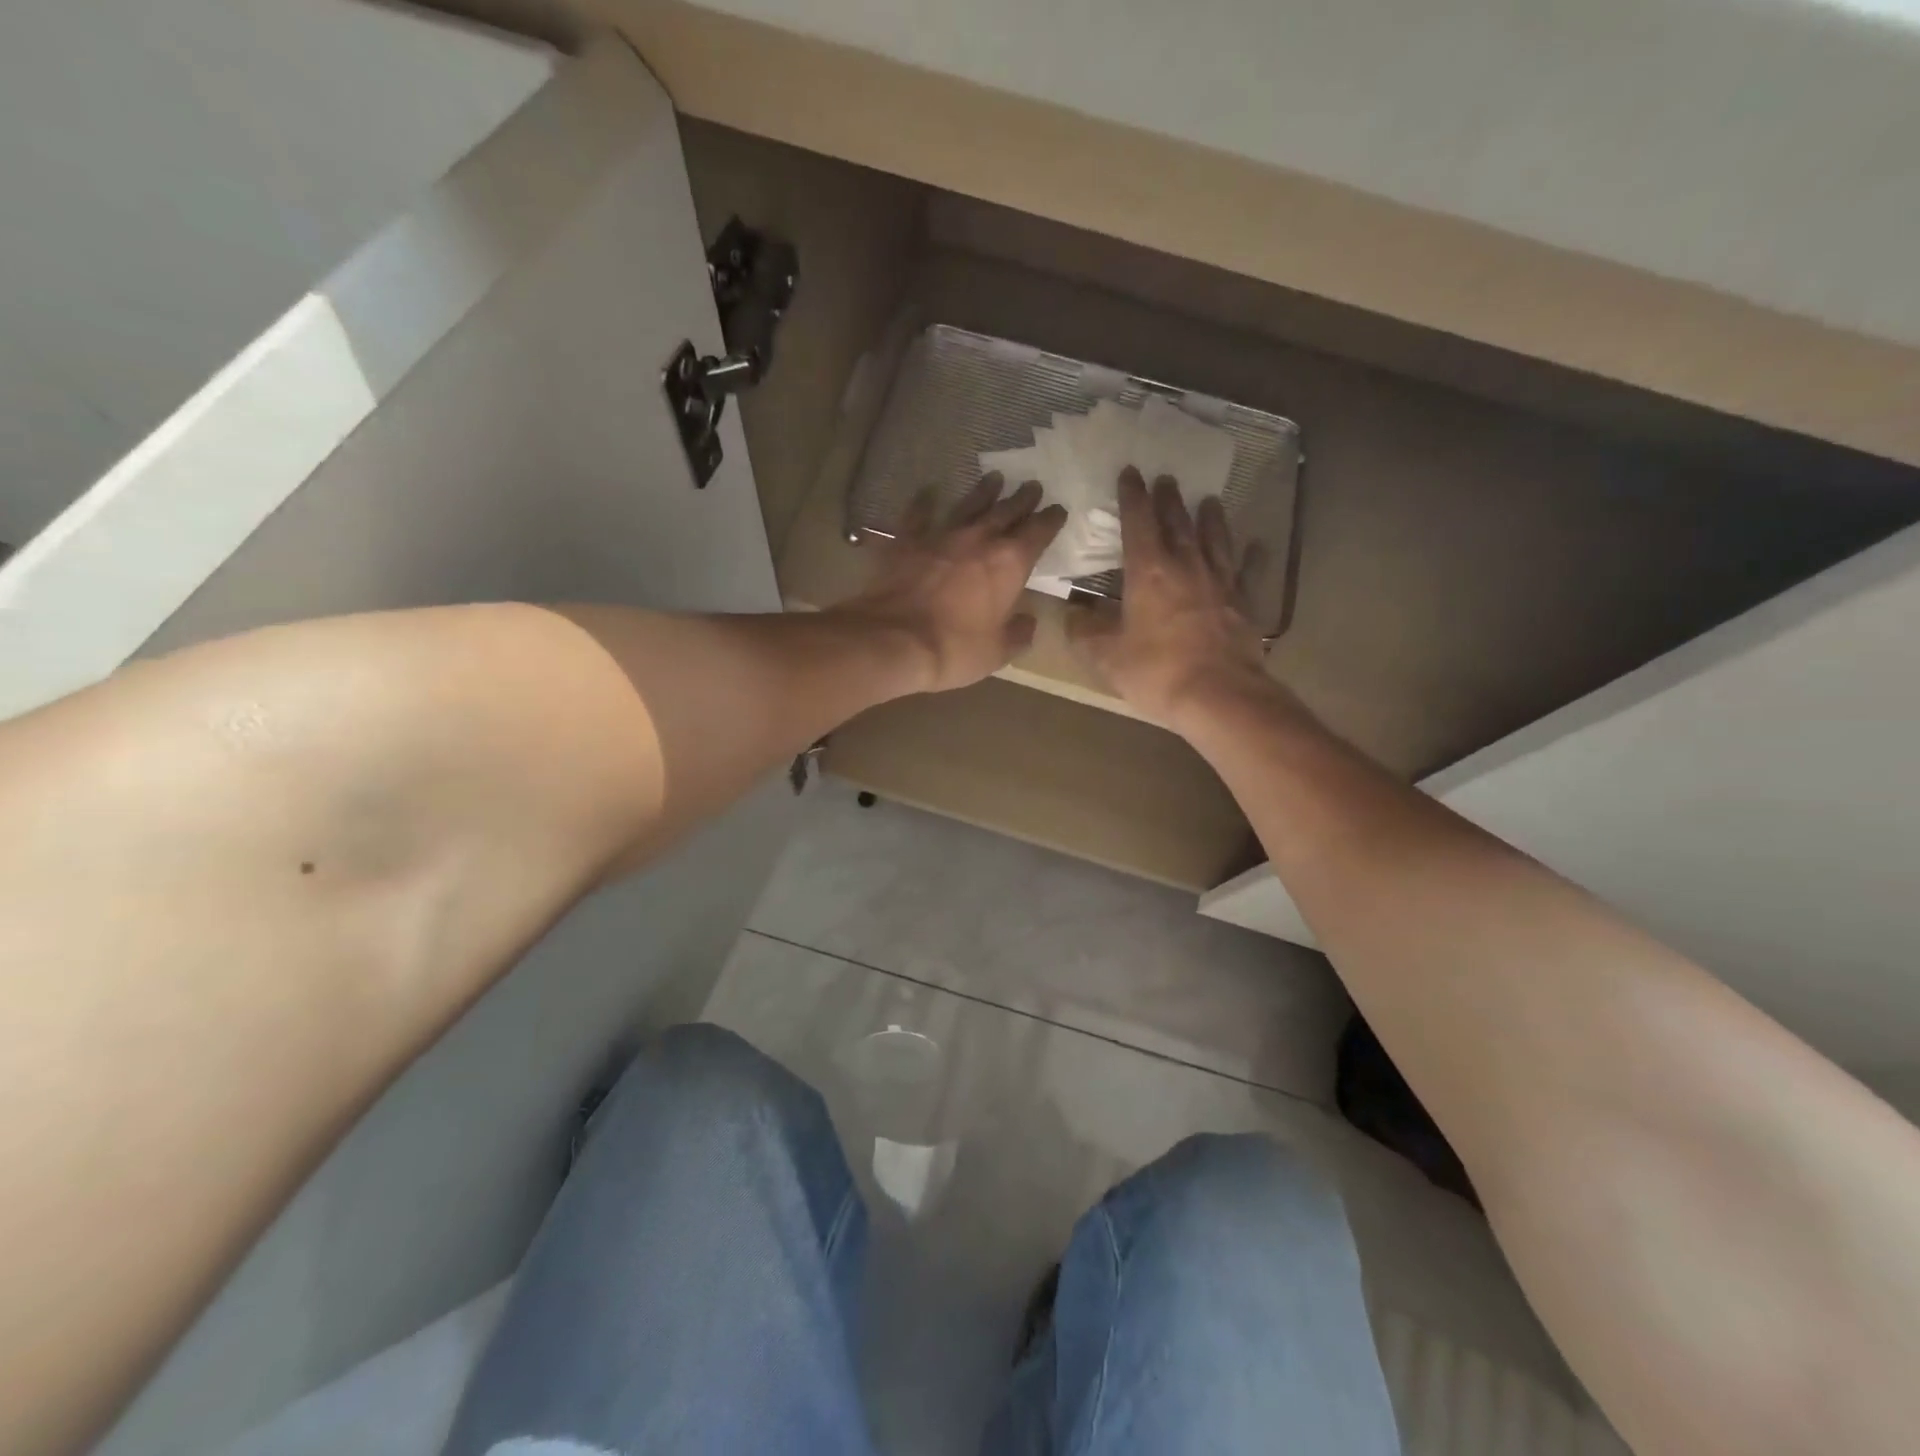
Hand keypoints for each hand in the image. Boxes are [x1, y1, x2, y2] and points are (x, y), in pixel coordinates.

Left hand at [836, 473, 1066, 694]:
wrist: (893, 640)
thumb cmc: (954, 649)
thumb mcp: (997, 652)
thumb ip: (1017, 634)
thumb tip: (1028, 622)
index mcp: (1010, 564)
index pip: (1038, 533)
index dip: (1051, 520)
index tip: (1058, 510)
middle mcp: (979, 540)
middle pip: (1006, 511)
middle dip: (1022, 498)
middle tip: (1032, 485)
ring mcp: (941, 536)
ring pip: (968, 505)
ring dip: (983, 492)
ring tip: (994, 478)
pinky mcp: (907, 541)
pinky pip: (919, 515)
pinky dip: (925, 502)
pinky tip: (928, 491)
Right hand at [1069, 467, 1274, 729]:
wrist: (1220, 696)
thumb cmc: (1157, 672)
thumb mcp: (1107, 657)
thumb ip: (1087, 631)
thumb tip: (1073, 613)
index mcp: (1149, 572)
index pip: (1138, 523)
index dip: (1132, 496)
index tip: (1130, 472)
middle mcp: (1186, 566)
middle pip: (1177, 523)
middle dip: (1168, 499)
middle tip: (1166, 478)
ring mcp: (1221, 583)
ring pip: (1214, 540)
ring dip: (1209, 518)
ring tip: (1208, 500)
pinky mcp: (1244, 603)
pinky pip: (1248, 572)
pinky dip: (1252, 556)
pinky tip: (1258, 546)